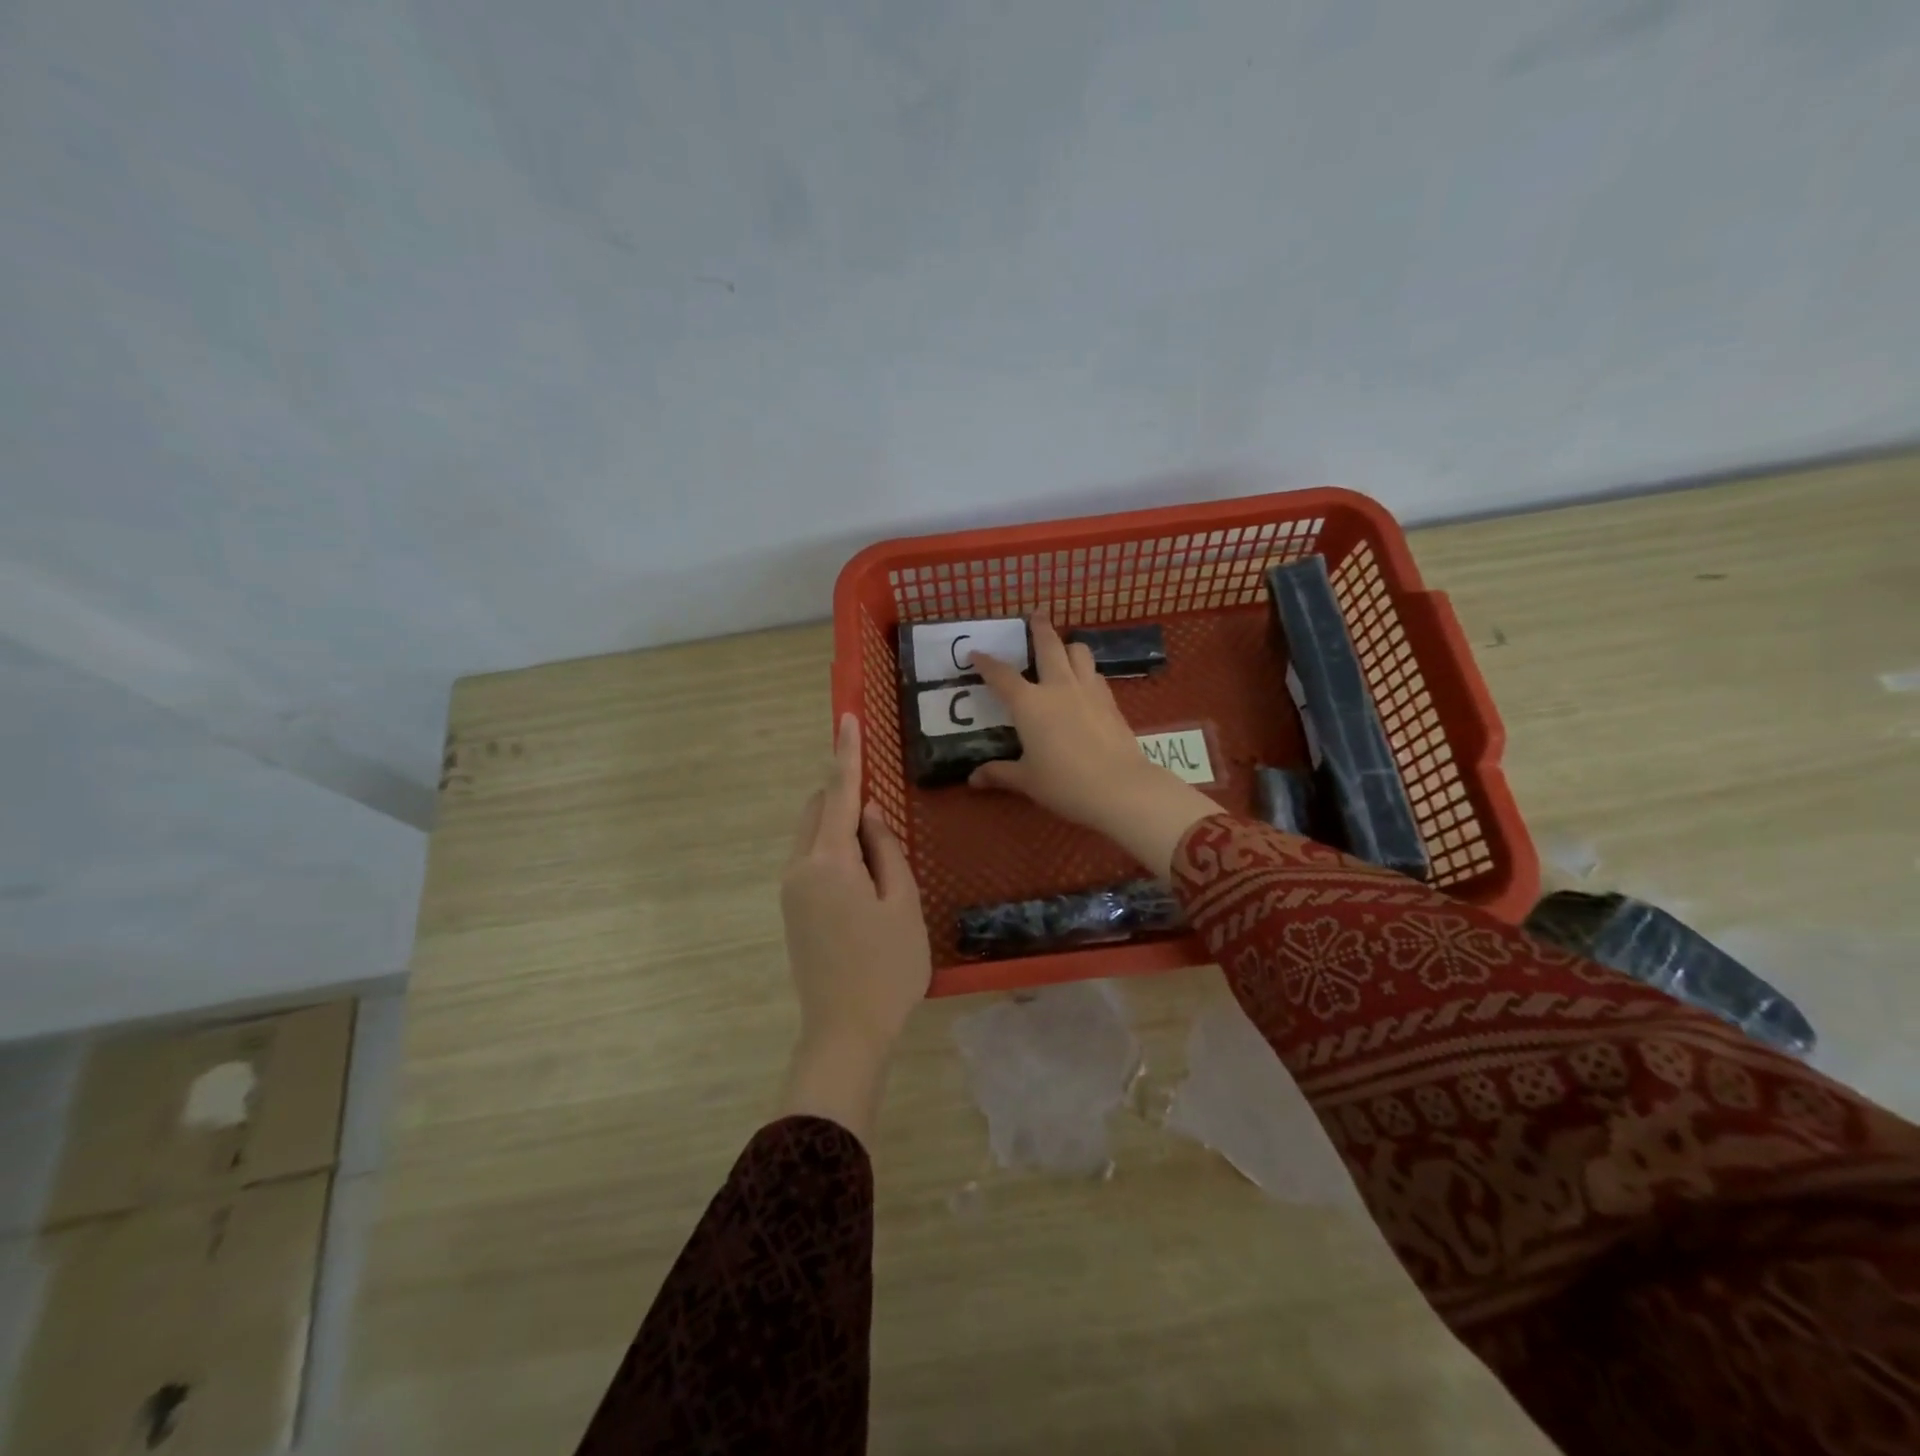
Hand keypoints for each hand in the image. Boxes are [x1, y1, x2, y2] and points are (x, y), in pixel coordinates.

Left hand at [779, 714, 930, 1143]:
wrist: (845, 1032)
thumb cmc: (888, 968)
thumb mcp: (902, 903)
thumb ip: (884, 849)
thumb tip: (867, 813)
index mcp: (829, 862)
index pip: (837, 793)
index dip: (846, 754)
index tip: (847, 717)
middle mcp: (799, 868)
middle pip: (817, 811)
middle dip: (843, 794)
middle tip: (882, 809)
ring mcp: (791, 891)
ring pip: (812, 835)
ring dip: (839, 825)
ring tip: (880, 853)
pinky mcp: (792, 910)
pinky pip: (811, 859)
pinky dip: (834, 850)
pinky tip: (864, 876)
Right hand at [969, 617, 1218, 877]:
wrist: (1119, 787)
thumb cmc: (1064, 783)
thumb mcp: (1027, 780)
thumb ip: (999, 773)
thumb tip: (973, 779)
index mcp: (1029, 703)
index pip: (1001, 675)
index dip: (986, 662)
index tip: (975, 653)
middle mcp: (1058, 687)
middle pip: (1048, 645)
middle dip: (1039, 627)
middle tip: (1035, 614)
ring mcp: (1088, 690)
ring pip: (1079, 652)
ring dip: (1068, 645)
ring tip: (1063, 648)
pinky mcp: (1110, 701)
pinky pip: (1095, 674)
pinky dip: (1085, 670)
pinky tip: (1084, 682)